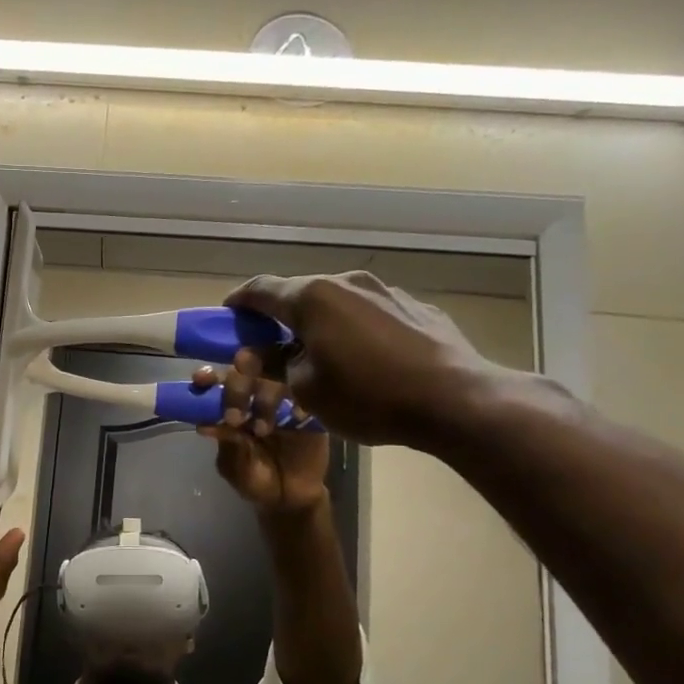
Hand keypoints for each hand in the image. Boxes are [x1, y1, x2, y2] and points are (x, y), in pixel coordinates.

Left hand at [192, 348, 330, 514]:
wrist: (292, 498)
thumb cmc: (255, 480)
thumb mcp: (235, 467)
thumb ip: (226, 444)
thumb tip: (203, 425)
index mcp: (233, 404)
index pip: (219, 380)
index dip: (210, 376)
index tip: (203, 379)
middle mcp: (258, 394)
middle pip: (248, 369)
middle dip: (237, 386)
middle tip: (235, 417)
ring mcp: (287, 399)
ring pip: (277, 377)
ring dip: (266, 398)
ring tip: (262, 430)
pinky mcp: (313, 409)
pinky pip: (309, 394)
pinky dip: (301, 402)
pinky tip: (297, 417)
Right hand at [226, 272, 506, 449]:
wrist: (455, 400)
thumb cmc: (368, 396)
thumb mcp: (306, 389)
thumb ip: (275, 364)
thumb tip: (258, 352)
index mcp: (313, 298)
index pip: (261, 289)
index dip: (239, 302)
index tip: (228, 314)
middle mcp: (348, 283)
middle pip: (301, 294)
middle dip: (281, 317)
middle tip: (271, 344)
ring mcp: (387, 291)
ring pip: (339, 303)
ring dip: (321, 323)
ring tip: (322, 354)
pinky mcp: (418, 308)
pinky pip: (372, 314)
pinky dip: (356, 330)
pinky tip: (366, 360)